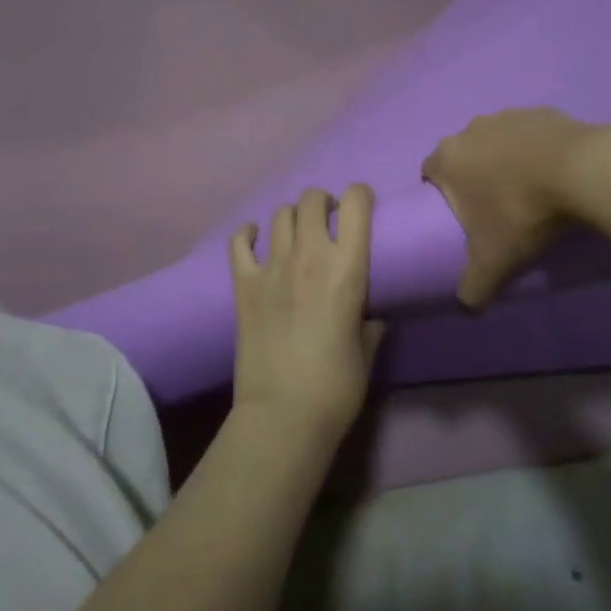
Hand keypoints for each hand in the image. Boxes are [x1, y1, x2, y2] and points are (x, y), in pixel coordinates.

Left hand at [228, 186, 384, 446]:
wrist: (282, 415)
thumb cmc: (336, 387)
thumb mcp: (367, 352)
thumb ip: (370, 324)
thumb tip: (371, 314)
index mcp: (347, 268)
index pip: (356, 204)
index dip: (361, 196)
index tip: (363, 207)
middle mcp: (309, 256)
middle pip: (312, 199)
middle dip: (323, 202)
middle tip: (328, 222)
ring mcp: (272, 266)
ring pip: (280, 214)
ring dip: (292, 217)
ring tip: (297, 234)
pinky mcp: (243, 283)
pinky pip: (239, 241)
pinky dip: (248, 233)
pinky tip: (255, 239)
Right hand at [421, 108, 596, 308]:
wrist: (583, 171)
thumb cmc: (522, 212)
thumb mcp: (493, 261)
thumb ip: (473, 287)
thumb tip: (466, 308)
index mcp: (448, 158)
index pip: (429, 173)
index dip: (440, 194)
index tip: (462, 217)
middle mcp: (470, 130)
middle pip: (463, 155)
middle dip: (474, 177)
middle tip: (496, 208)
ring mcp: (507, 116)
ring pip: (496, 141)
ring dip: (505, 161)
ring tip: (530, 191)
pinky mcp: (542, 112)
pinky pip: (530, 134)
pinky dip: (536, 150)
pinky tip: (556, 174)